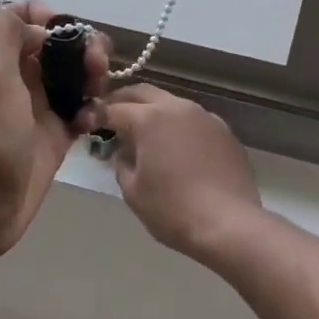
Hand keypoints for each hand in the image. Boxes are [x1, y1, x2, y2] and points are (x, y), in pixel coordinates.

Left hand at [0, 2, 108, 261]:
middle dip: (82, 46)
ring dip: (93, 75)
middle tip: (97, 64)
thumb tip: (40, 23)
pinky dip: (92, 109)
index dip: (48, 15)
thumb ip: (3, 29)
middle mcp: (15, 76)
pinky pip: (82, 109)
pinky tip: (92, 122)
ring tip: (99, 91)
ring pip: (74, 75)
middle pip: (56, 44)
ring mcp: (36, 107)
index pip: (23, 16)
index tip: (69, 31)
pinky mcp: (55, 135)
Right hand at [99, 84, 264, 261]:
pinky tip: (177, 147)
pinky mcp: (224, 131)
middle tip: (112, 115)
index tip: (88, 122)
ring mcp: (204, 116)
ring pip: (171, 102)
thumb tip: (124, 151)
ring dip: (153, 111)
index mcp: (149, 118)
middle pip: (143, 93)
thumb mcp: (133, 191)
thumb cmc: (173, 209)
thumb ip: (121, 163)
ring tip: (145, 131)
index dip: (98, 115)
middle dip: (124, 100)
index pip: (114, 108)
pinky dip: (178, 125)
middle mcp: (177, 107)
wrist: (230, 225)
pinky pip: (193, 119)